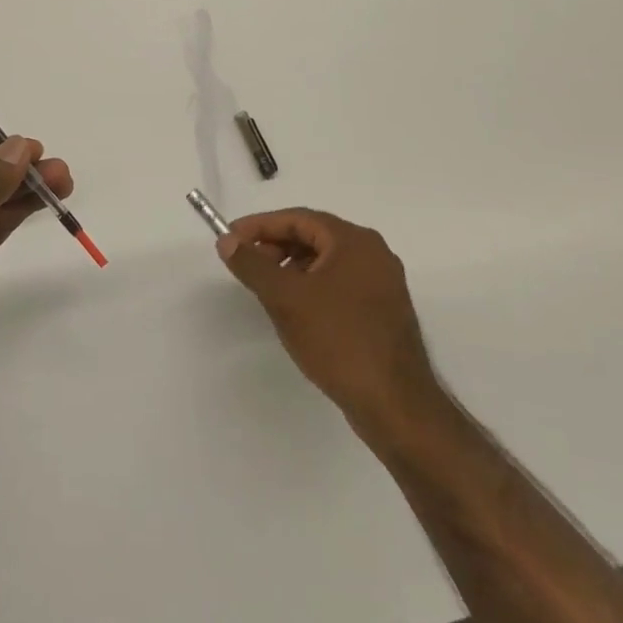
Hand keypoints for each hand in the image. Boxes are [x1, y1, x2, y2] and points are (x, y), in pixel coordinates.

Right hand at [218, 209, 445, 439]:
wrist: (395, 404)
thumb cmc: (338, 340)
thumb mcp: (286, 298)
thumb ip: (252, 265)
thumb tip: (227, 240)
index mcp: (354, 241)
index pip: (298, 218)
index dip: (260, 226)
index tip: (230, 238)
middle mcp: (373, 254)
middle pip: (314, 236)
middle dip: (276, 246)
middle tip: (246, 264)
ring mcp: (382, 284)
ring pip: (327, 261)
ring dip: (292, 267)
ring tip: (267, 289)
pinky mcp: (383, 311)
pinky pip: (340, 283)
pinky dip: (312, 286)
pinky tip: (296, 310)